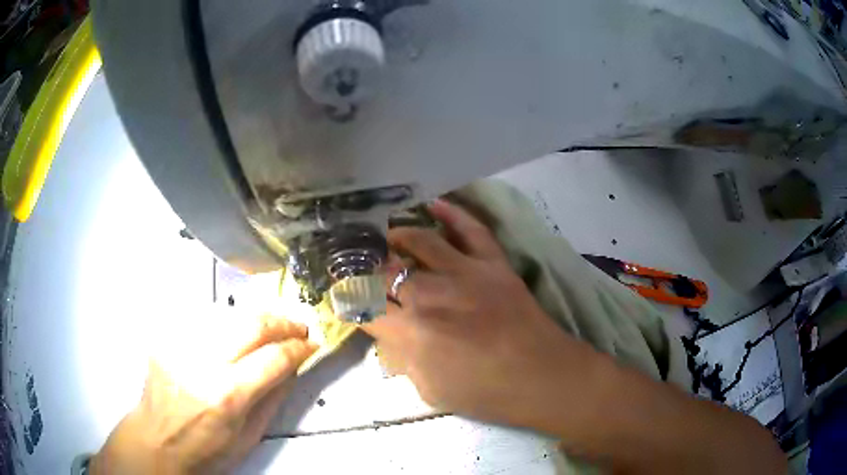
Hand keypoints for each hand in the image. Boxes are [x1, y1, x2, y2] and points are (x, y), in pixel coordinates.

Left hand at [91, 313, 317, 474]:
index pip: (274, 358)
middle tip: (297, 327)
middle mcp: (203, 363)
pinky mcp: (168, 337)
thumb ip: (273, 398)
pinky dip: (227, 323)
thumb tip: (292, 367)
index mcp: (228, 395)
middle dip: (282, 321)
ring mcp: (181, 345)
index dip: (299, 348)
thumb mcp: (249, 436)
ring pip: (229, 314)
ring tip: (270, 327)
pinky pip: (204, 320)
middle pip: (251, 324)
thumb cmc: (206, 449)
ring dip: (256, 318)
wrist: (157, 439)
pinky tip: (234, 334)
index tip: (311, 344)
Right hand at [365, 200, 595, 428]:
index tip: (342, 293)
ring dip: (397, 237)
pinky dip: (452, 213)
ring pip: (420, 241)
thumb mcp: (431, 390)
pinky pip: (470, 230)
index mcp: (413, 333)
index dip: (348, 299)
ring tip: (387, 237)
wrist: (542, 377)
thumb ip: (403, 360)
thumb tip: (389, 334)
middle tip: (358, 265)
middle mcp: (431, 296)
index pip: (365, 307)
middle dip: (365, 268)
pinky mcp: (493, 264)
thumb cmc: (487, 394)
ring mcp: (465, 274)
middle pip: (385, 271)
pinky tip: (433, 204)